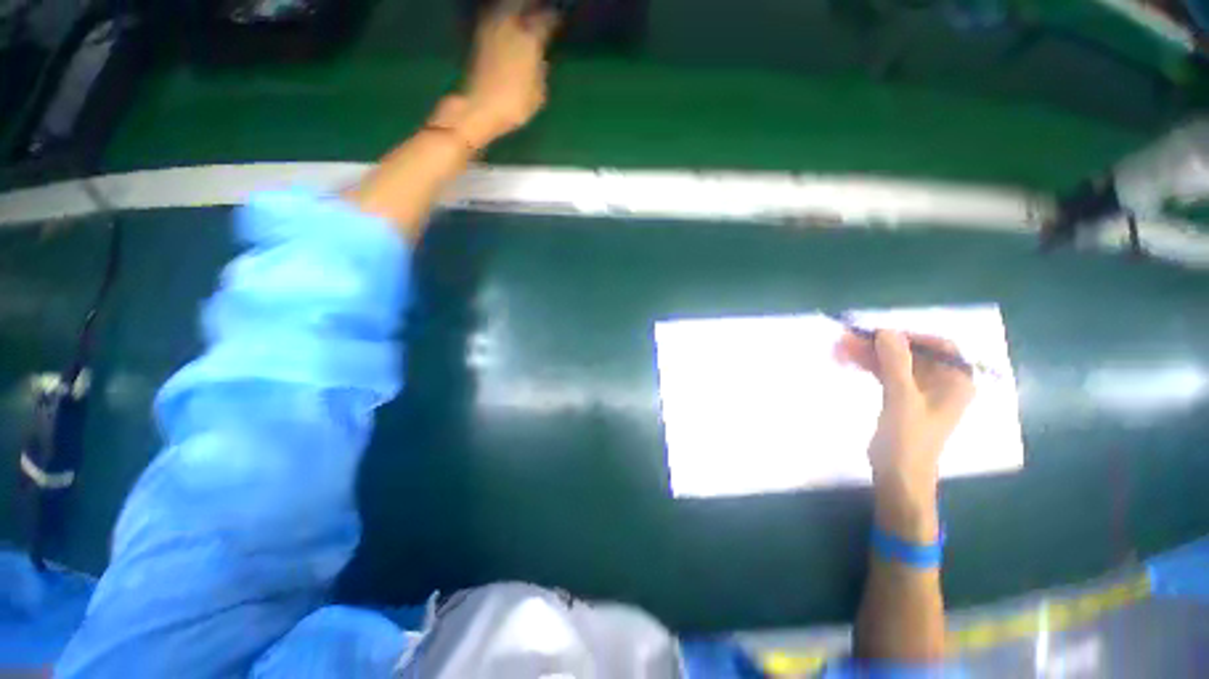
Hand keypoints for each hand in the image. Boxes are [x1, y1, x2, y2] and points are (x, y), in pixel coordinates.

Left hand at [453, 7, 558, 146]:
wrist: (478, 107)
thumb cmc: (513, 105)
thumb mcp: (538, 95)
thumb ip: (541, 73)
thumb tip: (541, 61)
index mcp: (530, 37)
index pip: (548, 17)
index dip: (555, 18)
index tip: (560, 22)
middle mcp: (510, 23)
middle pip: (523, 2)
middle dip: (533, 6)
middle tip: (541, 13)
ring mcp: (492, 25)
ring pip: (507, 5)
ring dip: (517, 7)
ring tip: (525, 18)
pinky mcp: (479, 34)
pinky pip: (495, 14)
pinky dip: (504, 16)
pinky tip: (510, 25)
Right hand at [838, 330, 973, 538]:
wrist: (898, 475)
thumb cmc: (908, 439)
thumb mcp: (901, 398)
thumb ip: (896, 363)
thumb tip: (886, 331)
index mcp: (955, 381)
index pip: (939, 346)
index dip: (909, 336)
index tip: (879, 335)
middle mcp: (942, 383)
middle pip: (911, 353)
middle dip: (880, 346)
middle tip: (847, 340)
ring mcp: (921, 391)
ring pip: (895, 363)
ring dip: (870, 355)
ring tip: (840, 349)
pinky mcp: (903, 399)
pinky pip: (887, 374)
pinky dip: (870, 366)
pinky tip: (849, 361)